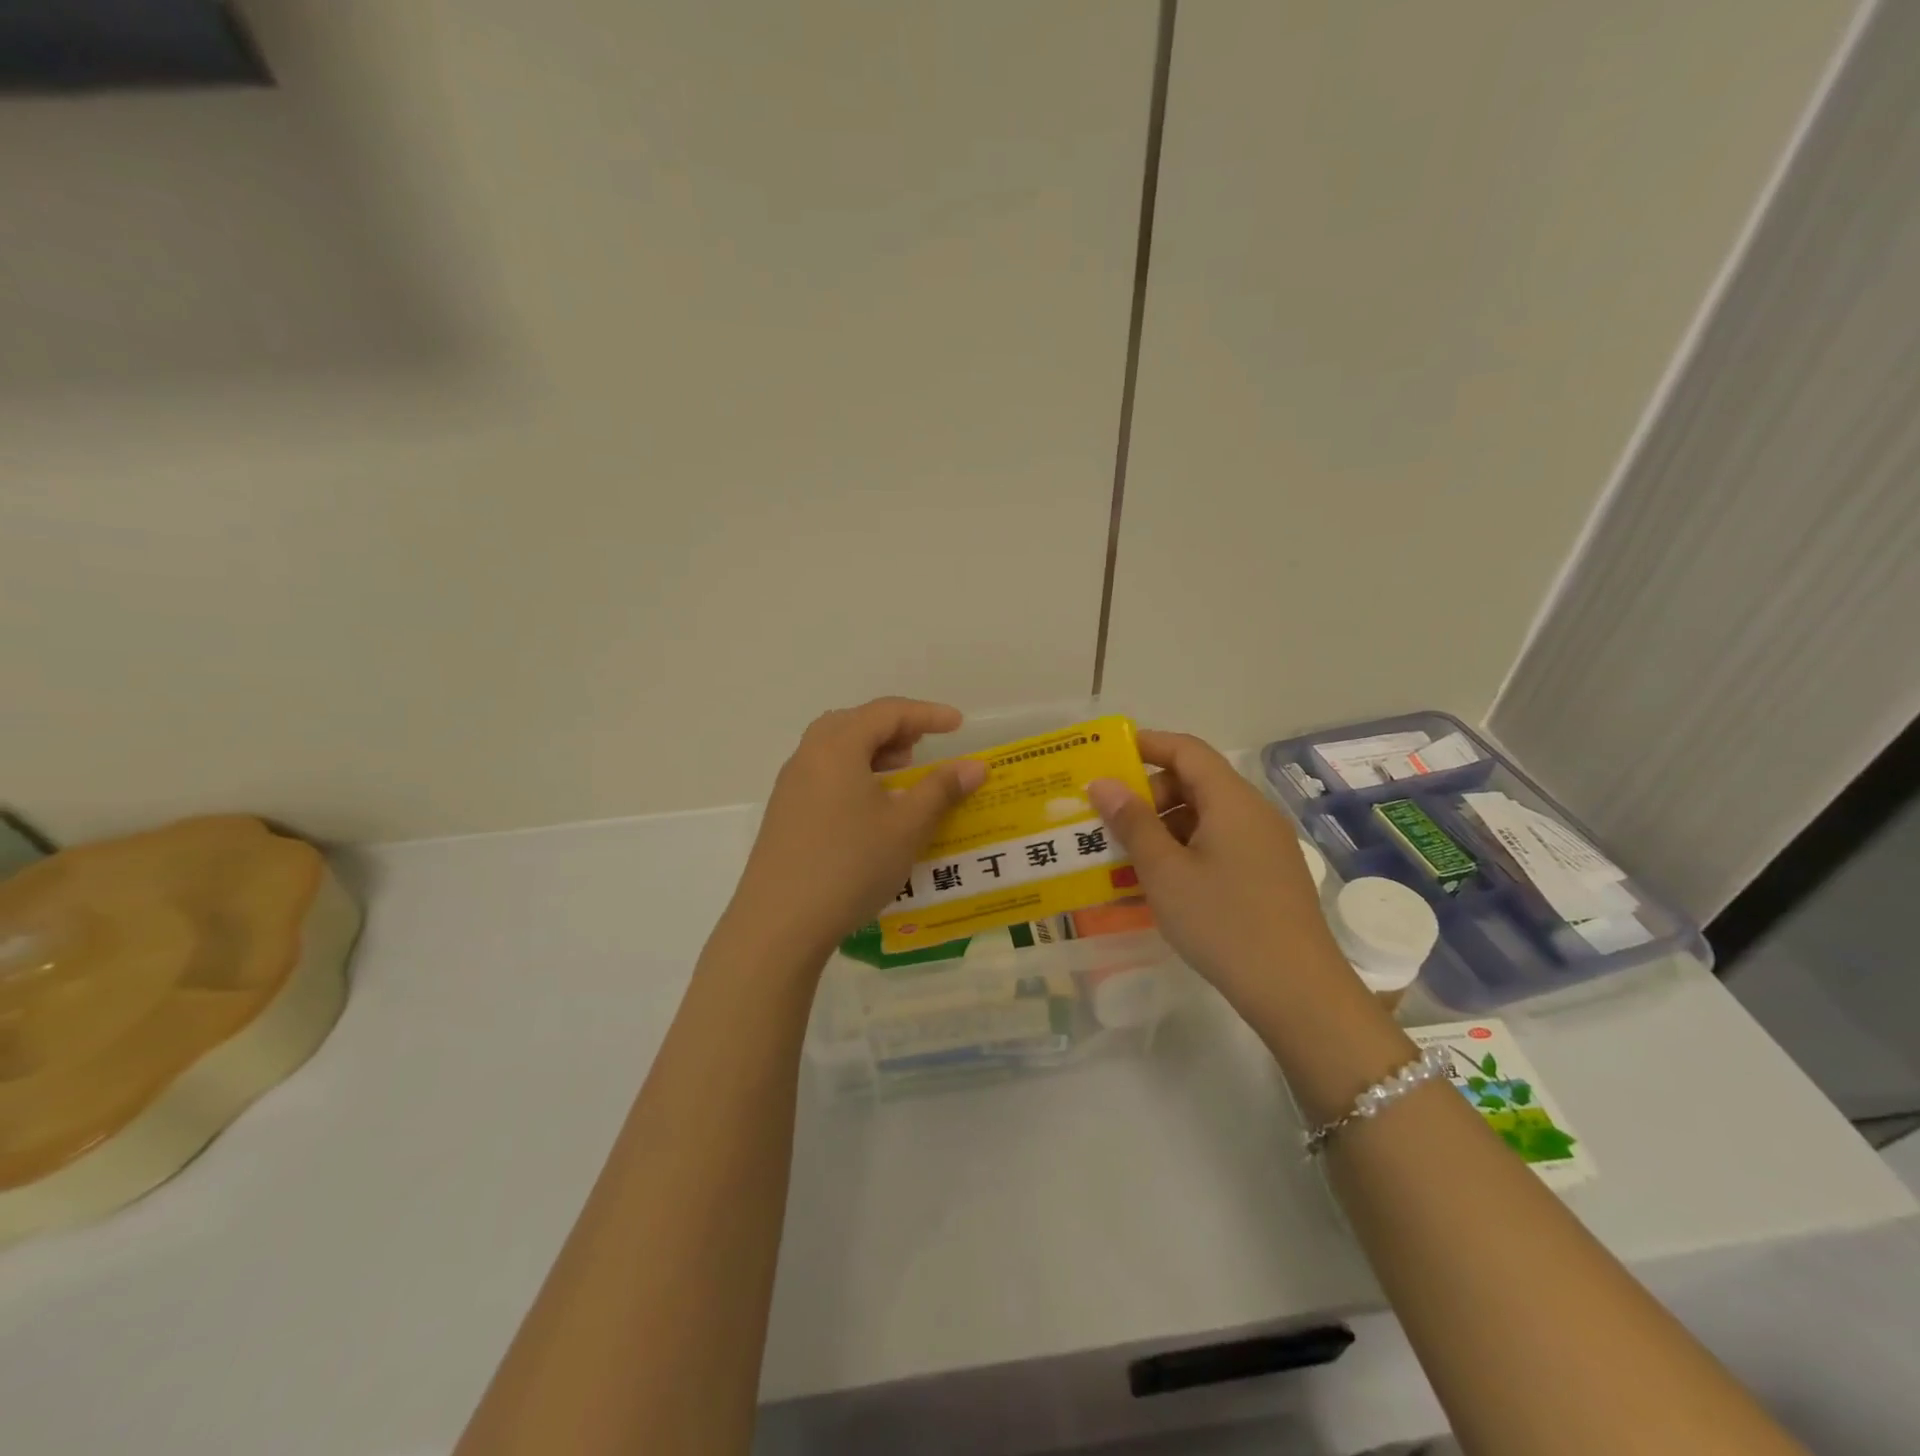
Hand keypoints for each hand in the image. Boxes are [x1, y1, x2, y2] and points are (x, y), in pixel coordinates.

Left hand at [722, 698, 986, 971]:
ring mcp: (790, 786)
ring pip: (835, 748)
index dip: (926, 714)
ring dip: (871, 751)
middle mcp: (808, 756)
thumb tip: (974, 765)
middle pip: (855, 723)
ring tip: (900, 774)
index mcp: (837, 747)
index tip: (958, 724)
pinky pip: (823, 774)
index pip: (886, 712)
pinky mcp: (784, 814)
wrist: (779, 923)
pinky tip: (870, 808)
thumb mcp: (906, 827)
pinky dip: (852, 774)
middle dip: (894, 728)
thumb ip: (941, 789)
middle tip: (923, 746)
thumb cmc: (850, 865)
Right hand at [1087, 731, 1344, 1016]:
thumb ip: (1132, 822)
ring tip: (1128, 856)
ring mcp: (1266, 844)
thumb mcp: (1165, 872)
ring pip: (1206, 816)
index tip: (1106, 758)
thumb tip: (1104, 783)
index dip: (1146, 745)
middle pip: (1196, 781)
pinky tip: (1163, 883)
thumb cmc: (1222, 922)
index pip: (1186, 749)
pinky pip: (1220, 843)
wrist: (1296, 991)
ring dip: (1164, 826)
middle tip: (1110, 820)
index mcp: (1232, 800)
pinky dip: (1186, 849)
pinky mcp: (1269, 874)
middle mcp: (1253, 812)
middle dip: (1149, 793)